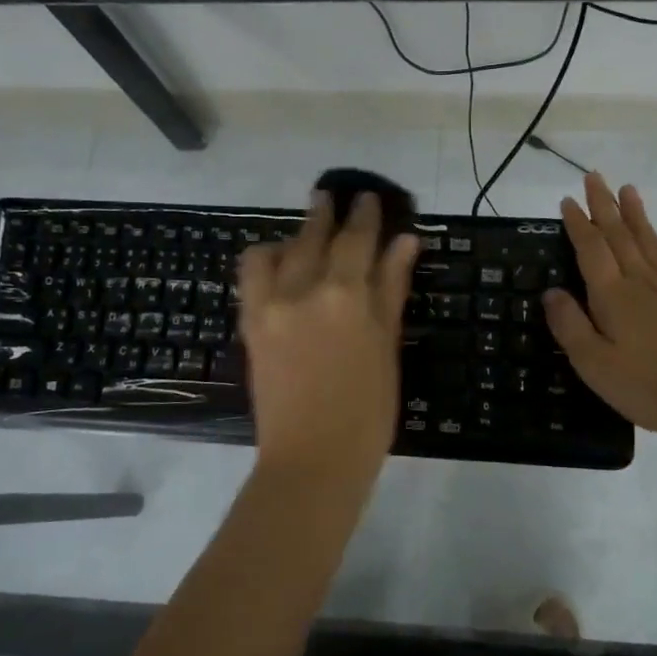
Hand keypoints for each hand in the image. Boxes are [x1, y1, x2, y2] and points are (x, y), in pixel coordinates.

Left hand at [237, 191, 417, 484]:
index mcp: (348, 295)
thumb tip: (405, 242)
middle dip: (328, 212)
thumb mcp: (387, 347)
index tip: (367, 196)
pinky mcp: (251, 322)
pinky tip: (278, 262)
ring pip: (281, 248)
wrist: (312, 460)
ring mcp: (272, 304)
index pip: (358, 238)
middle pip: (317, 235)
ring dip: (296, 234)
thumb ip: (391, 289)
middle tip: (334, 195)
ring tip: (308, 232)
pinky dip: (265, 258)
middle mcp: (306, 288)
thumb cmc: (368, 411)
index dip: (364, 214)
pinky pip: (251, 273)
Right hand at [543, 173, 656, 441]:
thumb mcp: (595, 365)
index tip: (569, 199)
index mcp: (613, 296)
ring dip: (638, 216)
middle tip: (595, 176)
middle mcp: (643, 283)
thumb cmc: (651, 387)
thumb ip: (570, 326)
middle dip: (604, 206)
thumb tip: (550, 292)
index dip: (578, 223)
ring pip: (651, 244)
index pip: (591, 249)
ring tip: (629, 190)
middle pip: (620, 237)